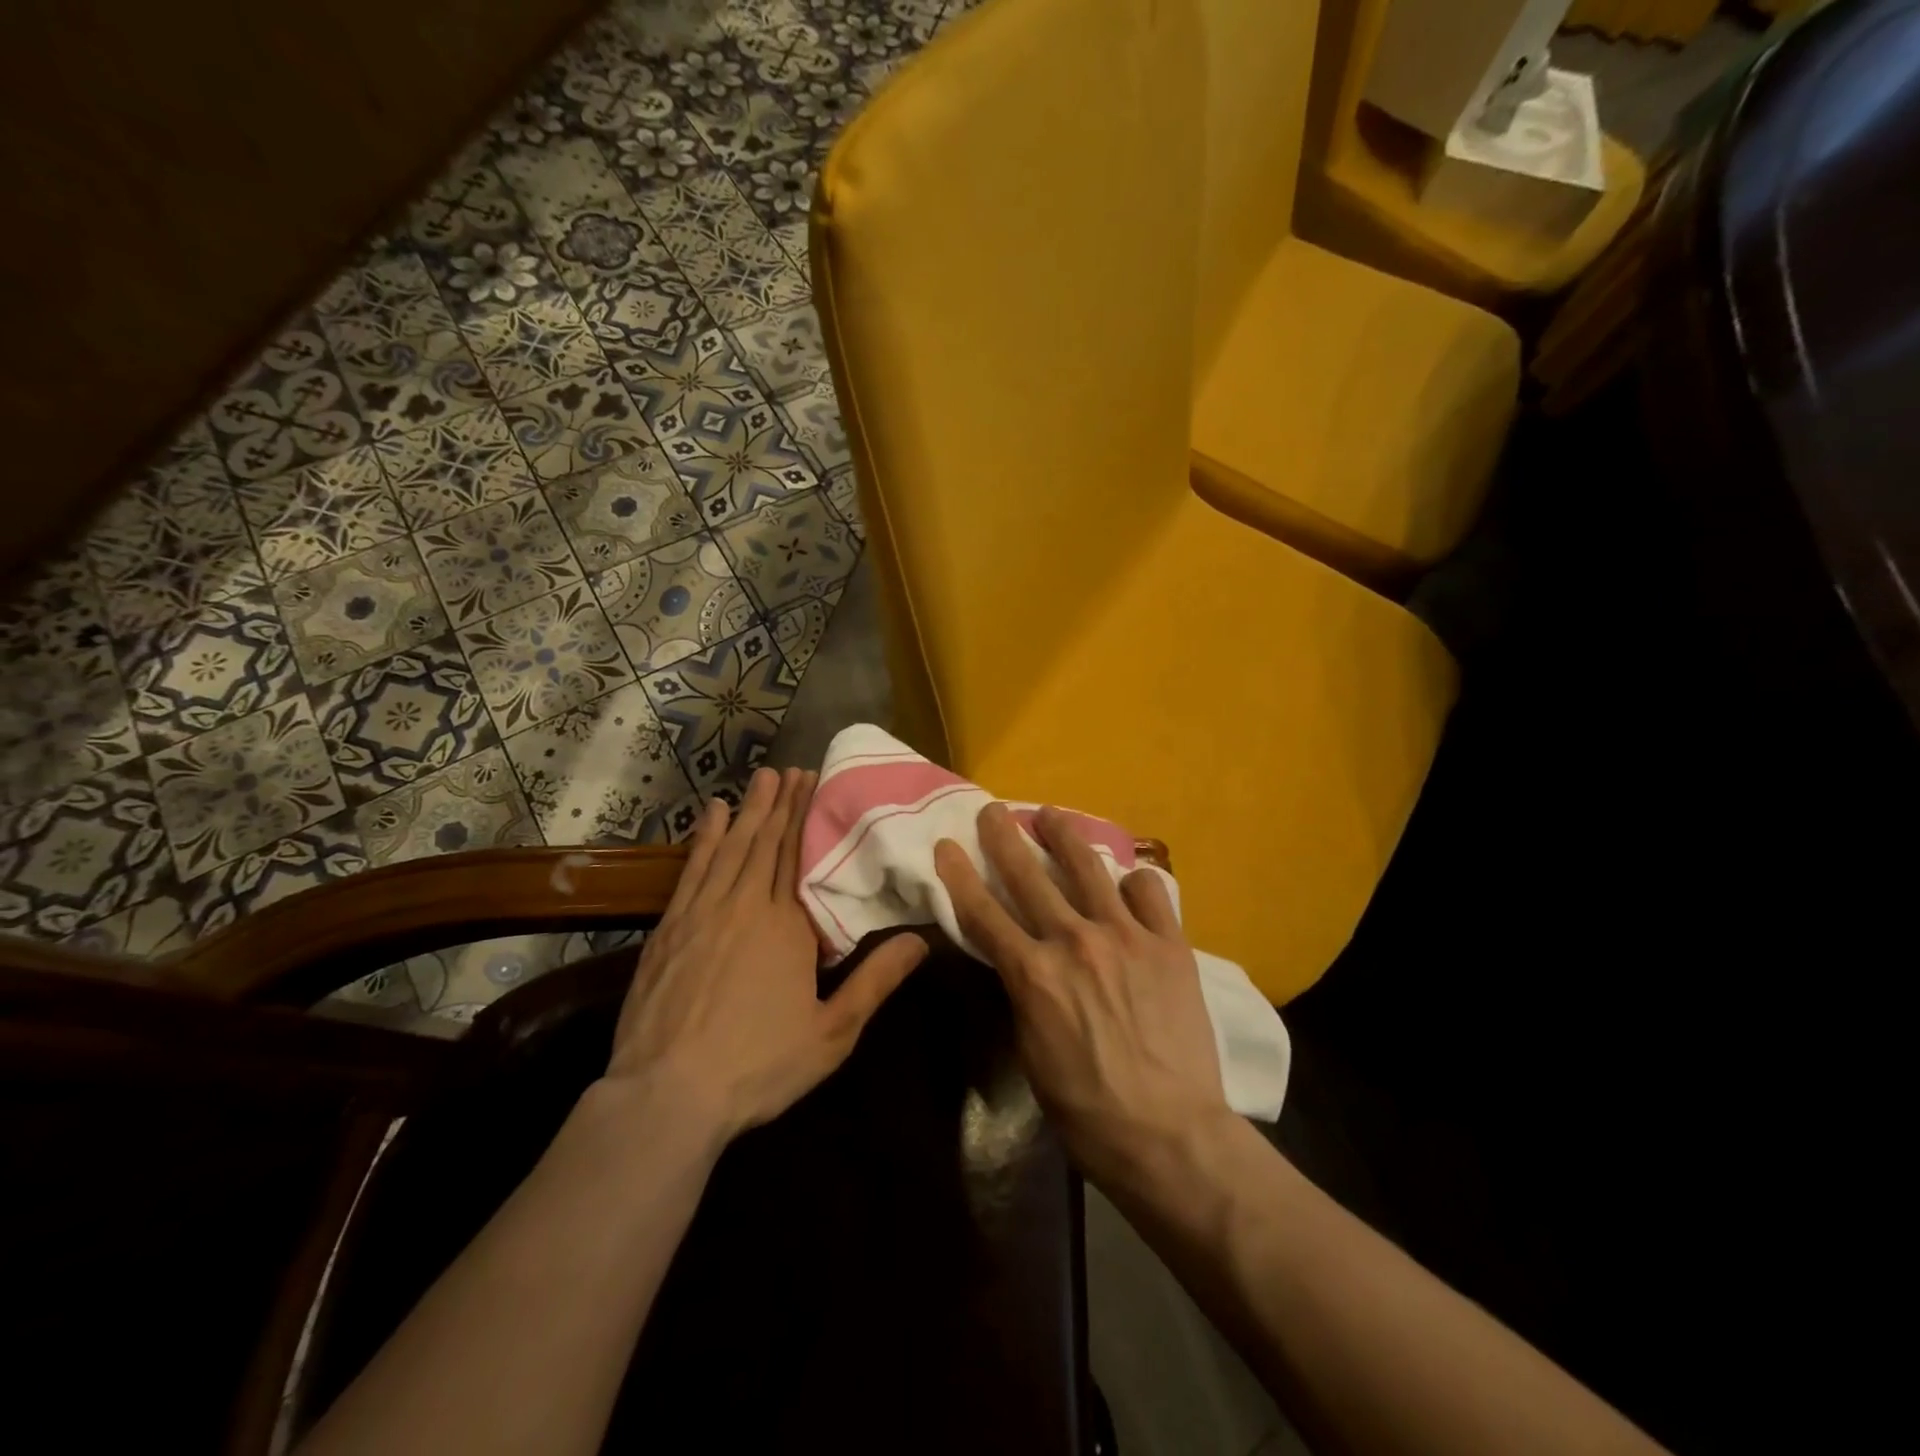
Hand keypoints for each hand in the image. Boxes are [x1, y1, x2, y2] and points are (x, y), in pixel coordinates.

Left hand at [606, 766, 927, 1143]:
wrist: (667, 1095)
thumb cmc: (758, 1065)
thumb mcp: (832, 1032)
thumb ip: (876, 981)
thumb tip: (922, 940)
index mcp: (788, 926)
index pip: (800, 857)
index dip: (807, 818)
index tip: (815, 783)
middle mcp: (746, 906)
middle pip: (767, 843)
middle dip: (782, 804)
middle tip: (793, 769)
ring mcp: (702, 913)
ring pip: (731, 848)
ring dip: (748, 810)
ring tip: (761, 778)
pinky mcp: (670, 928)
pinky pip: (692, 870)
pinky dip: (704, 839)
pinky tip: (711, 816)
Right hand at [933, 803, 1230, 1186]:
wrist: (1168, 1133)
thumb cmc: (1086, 1107)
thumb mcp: (1031, 1050)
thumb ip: (1024, 991)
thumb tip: (1022, 957)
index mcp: (1033, 973)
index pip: (983, 911)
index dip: (959, 874)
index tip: (946, 845)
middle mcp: (1074, 941)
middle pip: (1028, 875)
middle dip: (1004, 837)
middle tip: (994, 811)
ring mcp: (1126, 936)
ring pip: (1088, 867)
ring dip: (1064, 836)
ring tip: (1052, 816)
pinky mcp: (1169, 943)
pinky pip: (1149, 892)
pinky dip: (1133, 881)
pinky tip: (1126, 880)